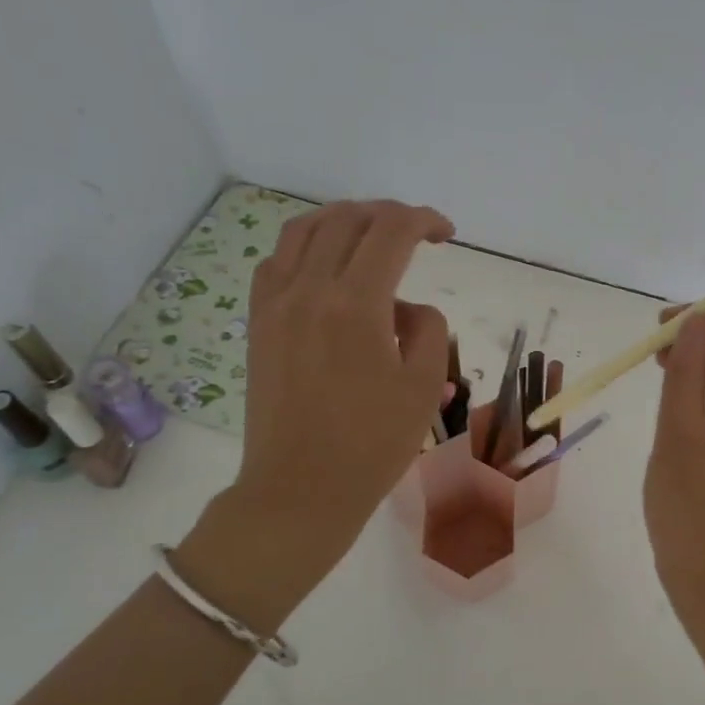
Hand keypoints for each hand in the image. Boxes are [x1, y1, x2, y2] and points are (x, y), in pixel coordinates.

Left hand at [177, 200, 453, 617]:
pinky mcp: (258, 323)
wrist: (300, 489)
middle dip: (389, 215)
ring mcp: (275, 304)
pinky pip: (278, 261)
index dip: (425, 220)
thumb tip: (407, 308)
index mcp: (356, 304)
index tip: (446, 234)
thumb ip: (428, 328)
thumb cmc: (372, 444)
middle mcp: (309, 289)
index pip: (391, 231)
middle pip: (348, 219)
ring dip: (345, 220)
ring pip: (305, 230)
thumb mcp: (424, 386)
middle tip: (417, 234)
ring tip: (372, 236)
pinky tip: (327, 268)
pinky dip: (307, 247)